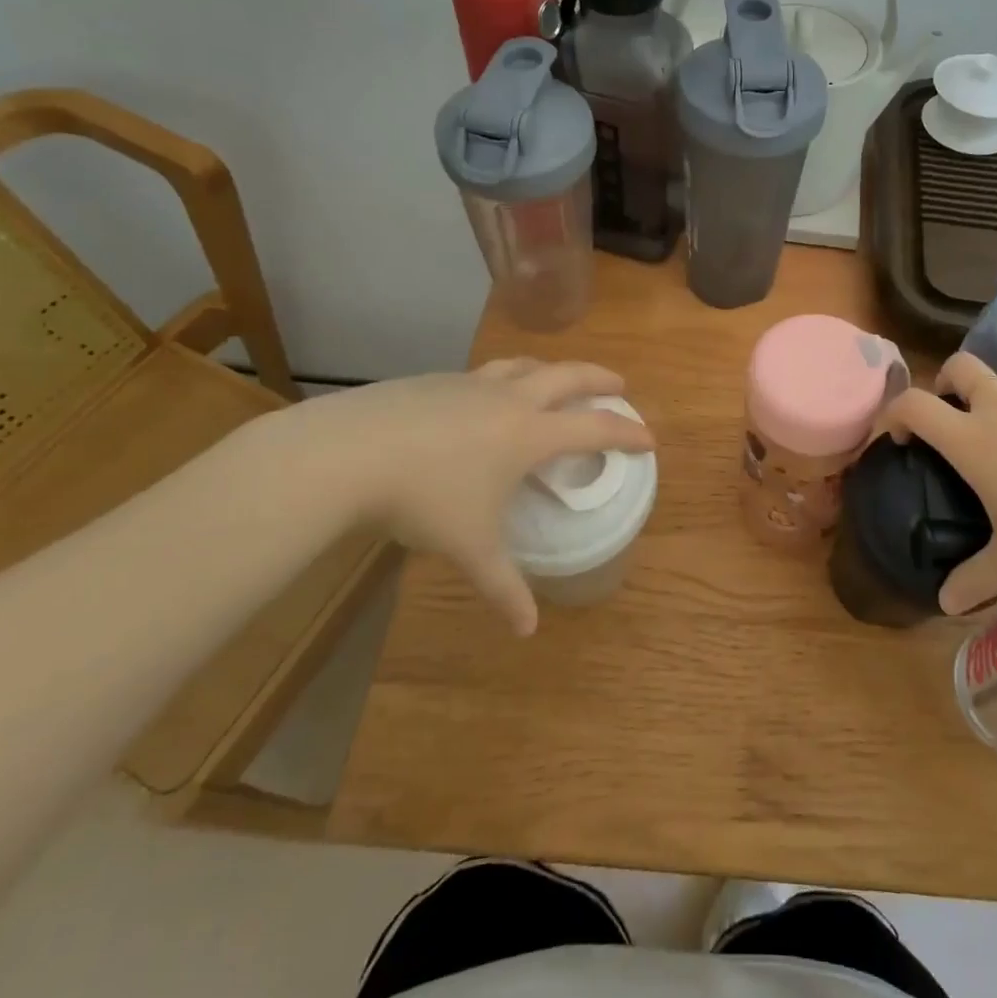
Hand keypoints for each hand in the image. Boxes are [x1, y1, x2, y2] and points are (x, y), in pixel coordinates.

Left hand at [266, 360, 652, 634]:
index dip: (627, 433)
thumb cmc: (423, 499)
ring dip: (551, 370)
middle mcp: (509, 399)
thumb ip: (502, 586)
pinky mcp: (435, 380)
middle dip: (600, 379)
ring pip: (525, 365)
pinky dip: (505, 379)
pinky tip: (485, 399)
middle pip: (569, 376)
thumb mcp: (469, 547)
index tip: (649, 438)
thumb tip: (527, 631)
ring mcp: (470, 383)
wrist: (347, 454)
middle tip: (619, 386)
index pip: (594, 429)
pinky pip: (484, 373)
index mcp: (529, 434)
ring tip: (557, 379)